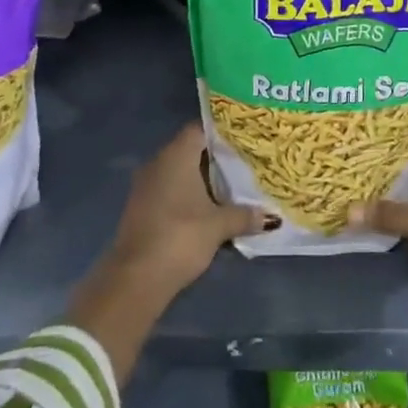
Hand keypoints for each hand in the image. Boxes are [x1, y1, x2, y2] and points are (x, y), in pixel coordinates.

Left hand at [106, 123, 271, 295]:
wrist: (136, 279)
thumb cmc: (180, 237)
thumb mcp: (219, 226)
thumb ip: (245, 215)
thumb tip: (271, 217)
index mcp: (176, 154)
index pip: (200, 129)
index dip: (222, 132)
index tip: (244, 138)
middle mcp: (158, 162)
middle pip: (191, 149)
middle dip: (216, 157)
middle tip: (245, 162)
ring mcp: (146, 185)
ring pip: (180, 171)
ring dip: (202, 179)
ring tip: (232, 186)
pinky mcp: (142, 207)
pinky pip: (170, 190)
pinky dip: (188, 195)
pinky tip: (208, 208)